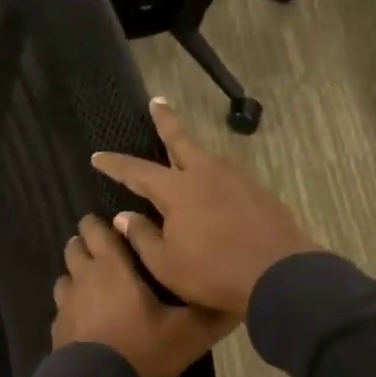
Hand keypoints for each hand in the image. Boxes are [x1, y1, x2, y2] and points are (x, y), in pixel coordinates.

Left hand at [51, 214, 235, 376]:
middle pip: (75, 247)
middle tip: (108, 253)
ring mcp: (65, 304)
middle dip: (87, 244)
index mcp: (112, 267)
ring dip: (77, 274)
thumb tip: (236, 300)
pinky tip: (85, 319)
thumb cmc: (142, 349)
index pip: (97, 230)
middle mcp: (83, 277)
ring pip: (65, 275)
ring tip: (95, 285)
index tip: (116, 227)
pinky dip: (71, 305)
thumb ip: (211, 314)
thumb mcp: (187, 334)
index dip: (101, 224)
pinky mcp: (56, 329)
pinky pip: (62, 306)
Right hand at [90, 98, 318, 318]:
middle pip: (181, 140)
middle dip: (166, 121)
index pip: (137, 171)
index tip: (98, 156)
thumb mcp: (165, 263)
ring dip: (193, 150)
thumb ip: (142, 237)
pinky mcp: (259, 193)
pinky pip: (229, 176)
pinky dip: (216, 175)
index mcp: (177, 190)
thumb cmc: (212, 272)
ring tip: (186, 150)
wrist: (277, 274)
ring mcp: (237, 180)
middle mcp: (206, 174)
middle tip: (157, 102)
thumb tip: (124, 217)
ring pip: (208, 157)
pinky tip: (216, 185)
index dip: (115, 164)